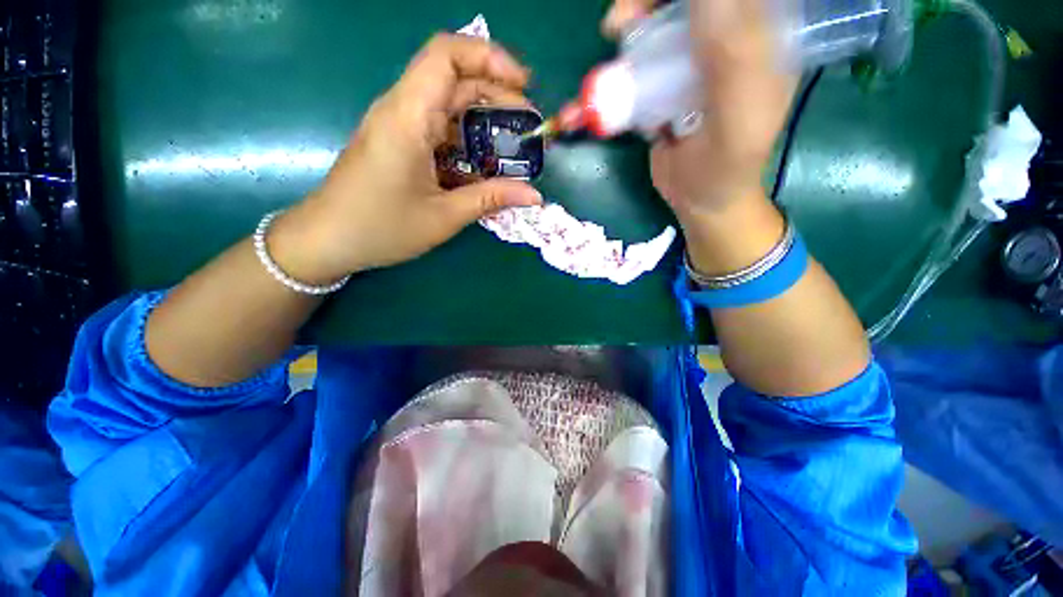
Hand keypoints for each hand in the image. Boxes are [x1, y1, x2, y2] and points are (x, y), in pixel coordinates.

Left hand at [273, 34, 542, 283]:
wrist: (328, 239)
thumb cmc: (381, 228)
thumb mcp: (443, 217)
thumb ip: (490, 200)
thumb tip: (533, 195)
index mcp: (407, 119)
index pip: (446, 55)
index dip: (490, 58)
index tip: (524, 85)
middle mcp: (401, 109)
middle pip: (452, 76)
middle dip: (496, 91)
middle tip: (526, 124)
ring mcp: (397, 124)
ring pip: (446, 101)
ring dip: (482, 117)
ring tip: (510, 146)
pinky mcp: (398, 140)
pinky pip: (437, 126)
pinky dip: (465, 138)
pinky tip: (481, 163)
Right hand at [603, 0, 796, 221]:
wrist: (700, 198)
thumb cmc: (725, 169)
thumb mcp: (736, 122)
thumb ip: (733, 62)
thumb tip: (707, 0)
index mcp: (760, 37)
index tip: (651, 6)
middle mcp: (729, 37)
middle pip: (686, 2)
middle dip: (650, 1)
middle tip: (620, 24)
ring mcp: (696, 58)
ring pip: (664, 18)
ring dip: (634, 22)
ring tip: (615, 39)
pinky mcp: (669, 81)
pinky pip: (646, 54)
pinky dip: (626, 57)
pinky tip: (617, 70)